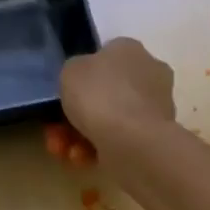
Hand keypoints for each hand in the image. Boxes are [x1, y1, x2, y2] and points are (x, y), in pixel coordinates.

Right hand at [44, 37, 177, 165]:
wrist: (133, 141)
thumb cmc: (100, 97)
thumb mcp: (70, 71)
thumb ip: (73, 72)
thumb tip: (82, 80)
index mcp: (129, 49)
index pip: (103, 58)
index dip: (79, 79)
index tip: (62, 98)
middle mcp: (148, 73)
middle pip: (104, 95)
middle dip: (75, 116)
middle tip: (55, 132)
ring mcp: (154, 107)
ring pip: (109, 121)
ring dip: (80, 137)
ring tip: (64, 151)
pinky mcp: (153, 137)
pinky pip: (118, 140)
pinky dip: (98, 150)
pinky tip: (82, 159)